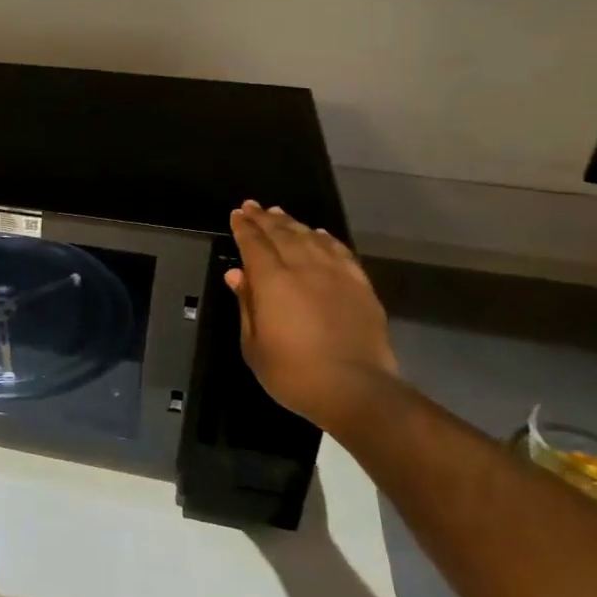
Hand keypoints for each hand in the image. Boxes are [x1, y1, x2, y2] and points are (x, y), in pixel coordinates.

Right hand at [225, 202, 400, 429]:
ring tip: (280, 214)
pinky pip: (340, 252)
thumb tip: (237, 274)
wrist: (355, 389)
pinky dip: (326, 239)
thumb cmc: (293, 373)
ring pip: (310, 238)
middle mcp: (303, 268)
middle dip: (264, 219)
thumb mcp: (253, 345)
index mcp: (272, 281)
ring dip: (292, 224)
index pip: (253, 244)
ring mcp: (335, 274)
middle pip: (281, 234)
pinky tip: (318, 234)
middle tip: (253, 206)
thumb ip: (246, 305)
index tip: (237, 214)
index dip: (243, 227)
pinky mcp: (360, 285)